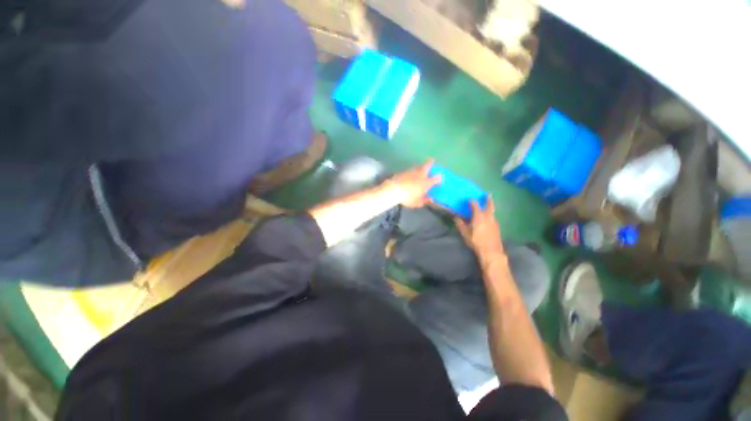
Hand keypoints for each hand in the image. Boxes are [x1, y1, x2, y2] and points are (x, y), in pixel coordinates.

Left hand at [384, 160, 441, 207]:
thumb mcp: (417, 203)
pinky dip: (412, 171)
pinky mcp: (404, 171)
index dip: (439, 178)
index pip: (436, 179)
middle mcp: (420, 175)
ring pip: (418, 166)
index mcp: (426, 183)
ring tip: (420, 167)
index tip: (439, 178)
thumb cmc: (407, 198)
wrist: (394, 190)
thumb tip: (431, 199)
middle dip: (430, 163)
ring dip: (420, 166)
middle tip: (432, 160)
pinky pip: (410, 170)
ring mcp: (412, 171)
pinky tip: (410, 173)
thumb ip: (425, 200)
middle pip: (427, 165)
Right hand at [455, 198, 504, 259]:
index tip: (469, 199)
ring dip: (489, 206)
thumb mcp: (465, 233)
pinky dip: (490, 214)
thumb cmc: (476, 241)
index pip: (475, 204)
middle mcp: (488, 216)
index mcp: (479, 216)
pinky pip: (493, 217)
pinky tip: (487, 218)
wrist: (491, 251)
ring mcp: (494, 221)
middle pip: (489, 205)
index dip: (471, 201)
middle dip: (488, 199)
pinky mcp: (497, 226)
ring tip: (486, 205)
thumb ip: (460, 224)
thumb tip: (455, 217)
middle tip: (487, 194)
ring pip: (492, 211)